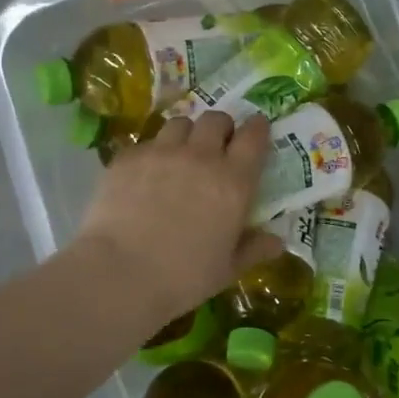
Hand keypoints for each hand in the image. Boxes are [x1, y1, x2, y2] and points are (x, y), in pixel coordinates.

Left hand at [76, 111, 283, 324]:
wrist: (121, 273)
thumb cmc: (184, 277)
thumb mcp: (227, 269)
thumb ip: (254, 249)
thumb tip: (277, 241)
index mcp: (234, 181)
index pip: (254, 136)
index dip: (258, 129)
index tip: (258, 130)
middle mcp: (201, 156)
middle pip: (216, 120)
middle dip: (221, 128)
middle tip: (217, 146)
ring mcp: (162, 152)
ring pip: (180, 123)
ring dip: (187, 134)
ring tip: (181, 153)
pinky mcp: (129, 158)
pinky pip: (147, 142)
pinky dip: (153, 152)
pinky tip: (146, 174)